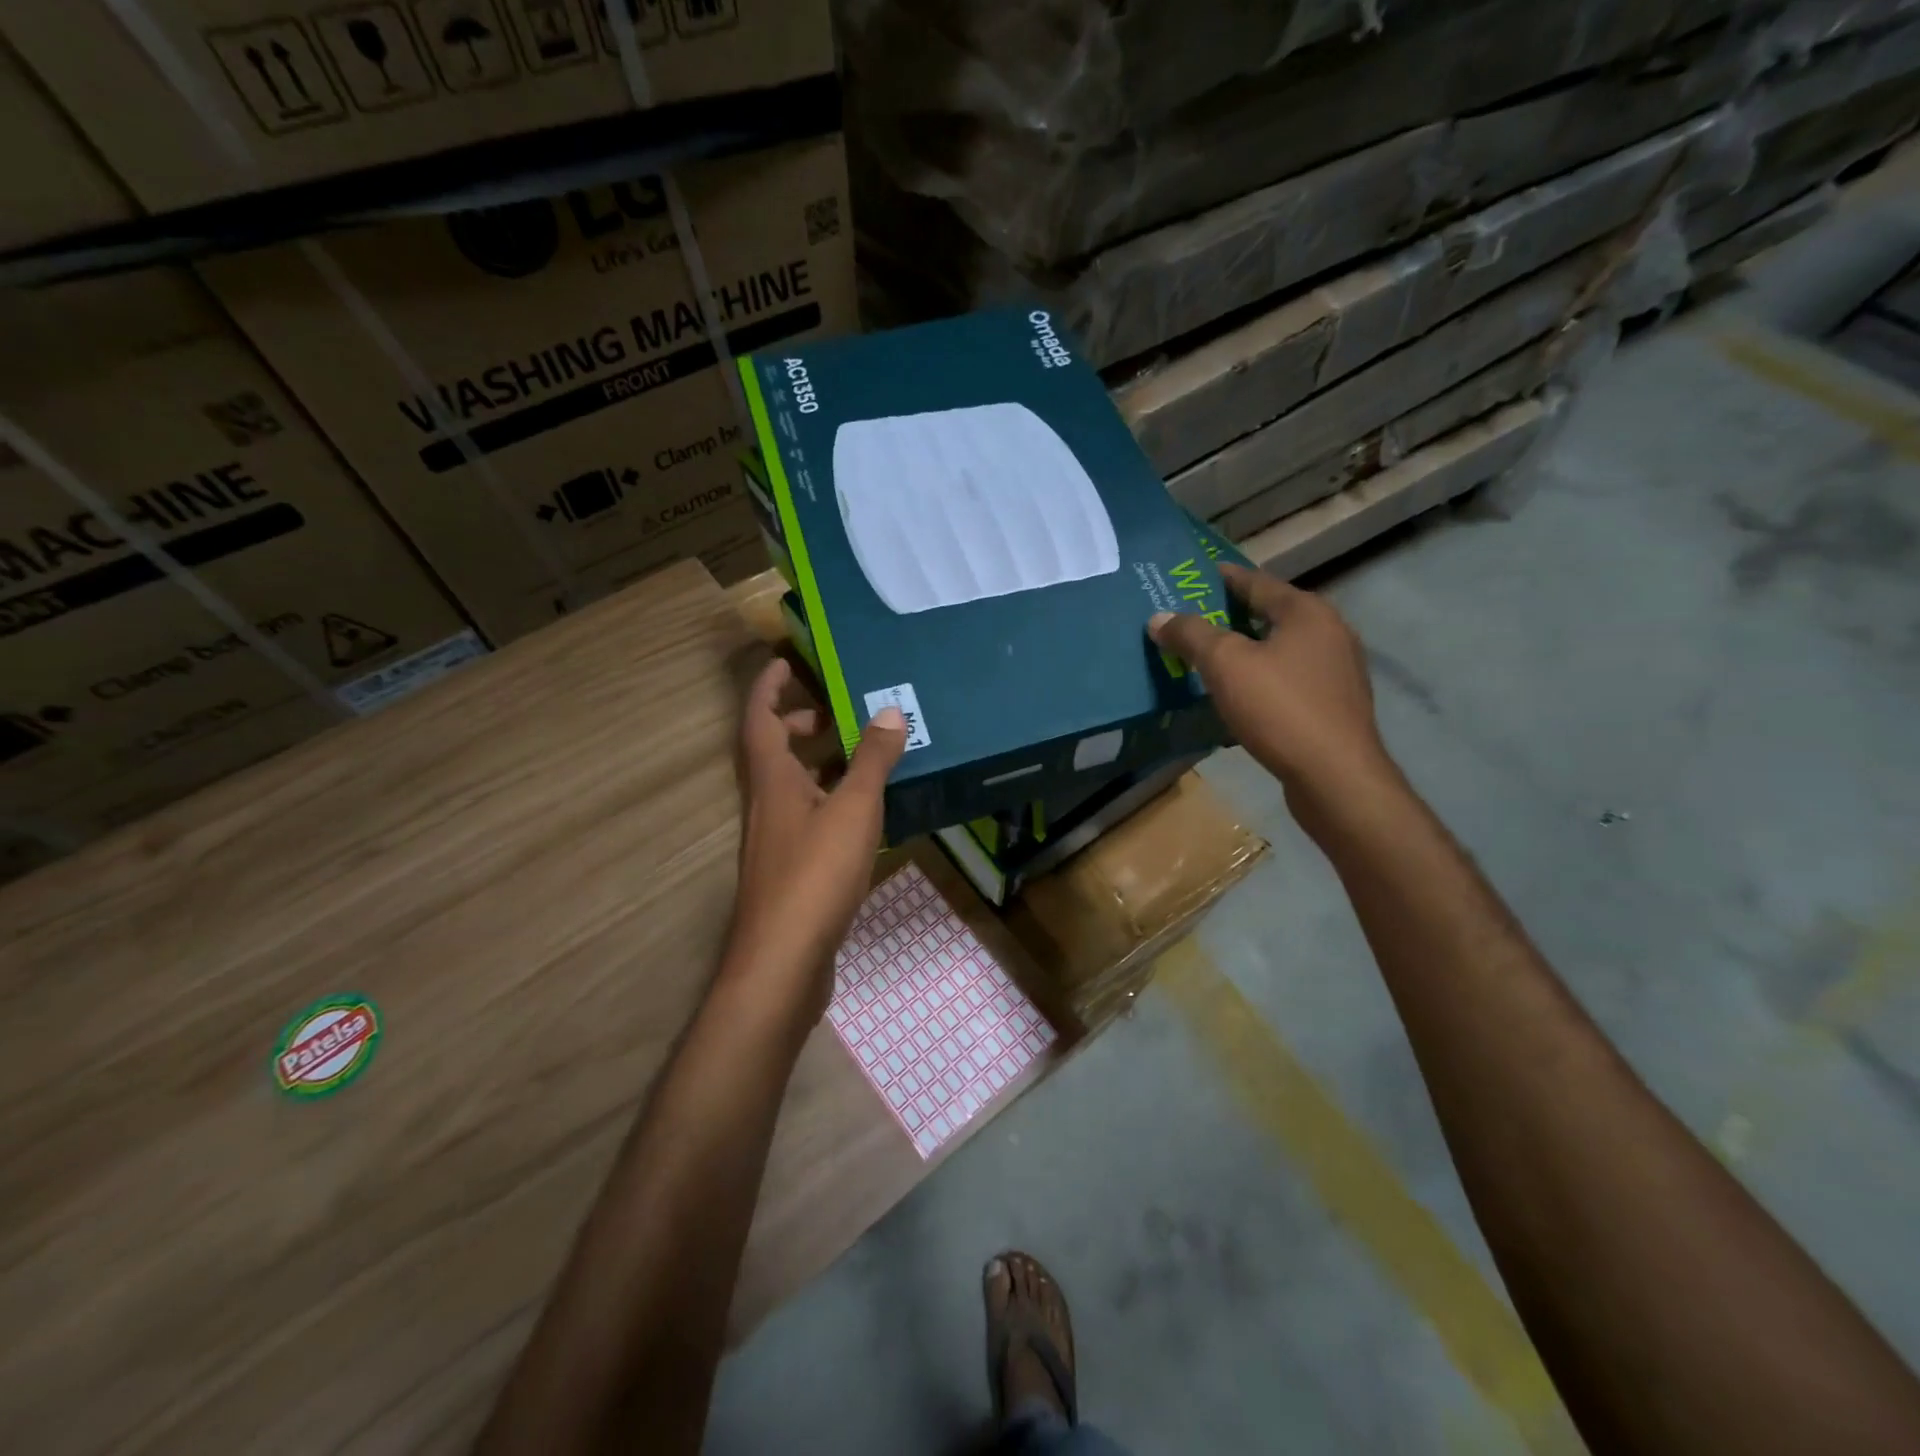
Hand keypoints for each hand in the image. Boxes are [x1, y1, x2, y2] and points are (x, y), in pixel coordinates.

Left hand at [725, 657, 907, 1023]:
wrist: (783, 961)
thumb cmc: (814, 875)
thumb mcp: (853, 810)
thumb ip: (871, 760)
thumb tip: (888, 711)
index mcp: (771, 779)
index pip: (759, 717)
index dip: (769, 686)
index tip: (787, 660)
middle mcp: (766, 803)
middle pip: (773, 750)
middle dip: (800, 723)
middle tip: (839, 711)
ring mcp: (775, 839)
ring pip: (793, 785)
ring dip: (819, 763)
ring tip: (863, 754)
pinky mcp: (790, 869)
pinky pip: (808, 816)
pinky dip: (831, 801)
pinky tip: (865, 812)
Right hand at [1148, 563, 1397, 832]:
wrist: (1335, 776)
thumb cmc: (1280, 709)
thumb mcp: (1225, 665)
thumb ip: (1191, 635)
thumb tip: (1159, 618)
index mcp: (1307, 612)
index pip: (1257, 581)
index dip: (1224, 577)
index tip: (1196, 575)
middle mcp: (1330, 632)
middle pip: (1271, 614)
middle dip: (1232, 615)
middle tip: (1194, 619)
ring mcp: (1338, 671)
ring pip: (1281, 649)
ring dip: (1247, 649)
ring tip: (1211, 657)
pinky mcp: (1335, 705)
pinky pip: (1290, 679)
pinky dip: (1263, 678)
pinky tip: (1241, 694)